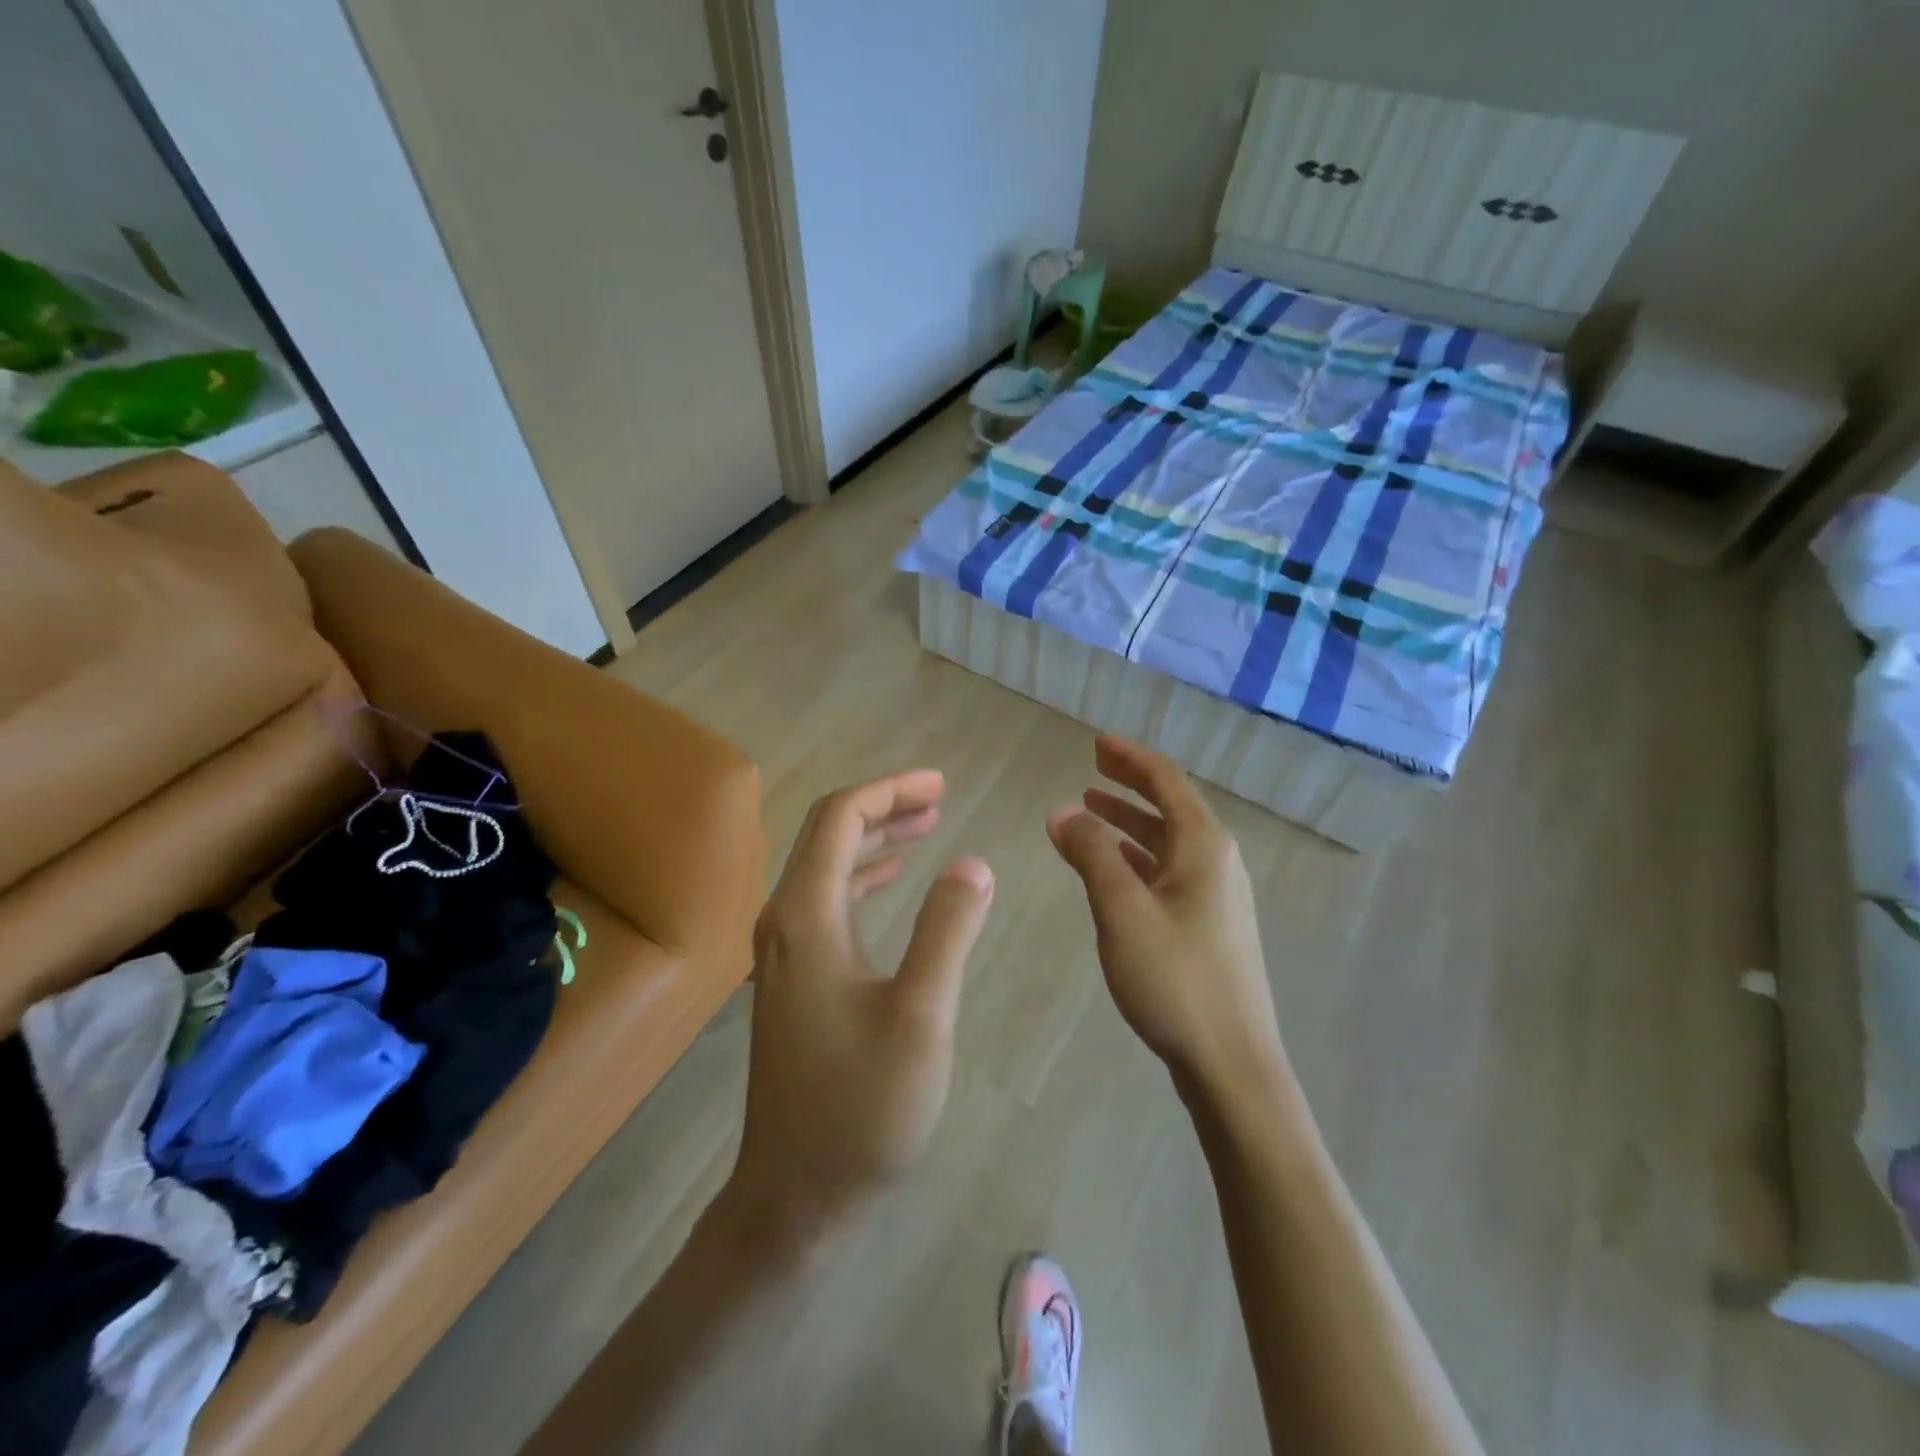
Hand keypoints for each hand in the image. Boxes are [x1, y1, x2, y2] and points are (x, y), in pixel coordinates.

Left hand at [728, 770, 993, 1252]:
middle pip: (827, 835)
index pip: (838, 819)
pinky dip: (862, 877)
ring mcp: (783, 952)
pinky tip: (892, 881)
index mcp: (806, 918)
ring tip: (926, 826)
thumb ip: (948, 931)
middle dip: (883, 807)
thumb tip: (973, 863)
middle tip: (940, 798)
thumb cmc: (860, 1109)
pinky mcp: (793, 979)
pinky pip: (826, 902)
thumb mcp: (921, 1018)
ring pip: (826, 867)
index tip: (940, 784)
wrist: (793, 1198)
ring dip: (874, 840)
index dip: (889, 791)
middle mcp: (784, 922)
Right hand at [1046, 737, 1284, 1097]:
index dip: (1130, 757)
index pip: (1166, 781)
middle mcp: (1217, 862)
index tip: (1096, 743)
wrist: (1232, 1063)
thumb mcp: (1122, 910)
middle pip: (1171, 806)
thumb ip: (1092, 854)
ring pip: (1168, 842)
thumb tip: (1063, 812)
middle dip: (1130, 784)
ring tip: (1091, 809)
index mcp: (1204, 846)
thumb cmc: (1175, 979)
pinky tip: (1113, 866)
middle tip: (1091, 768)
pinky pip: (1169, 871)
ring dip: (1130, 822)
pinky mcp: (1209, 926)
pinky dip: (1137, 857)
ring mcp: (1217, 896)